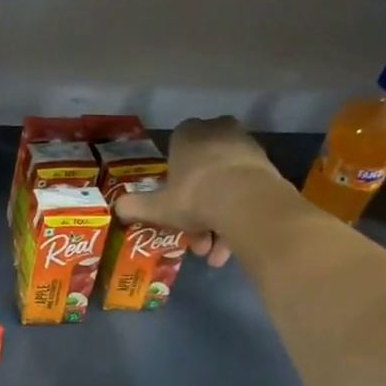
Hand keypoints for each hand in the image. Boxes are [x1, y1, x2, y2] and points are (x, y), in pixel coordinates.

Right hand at [114, 117, 288, 266]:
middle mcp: (217, 132)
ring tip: (214, 253)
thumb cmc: (194, 196)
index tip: (173, 205)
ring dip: (218, 220)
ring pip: (225, 186)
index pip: (175, 150)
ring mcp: (246, 147)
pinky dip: (238, 217)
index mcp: (188, 133)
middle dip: (198, 209)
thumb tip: (116, 209)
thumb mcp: (156, 206)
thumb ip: (134, 206)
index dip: (173, 181)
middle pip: (203, 173)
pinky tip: (233, 247)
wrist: (247, 202)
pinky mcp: (268, 167)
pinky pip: (246, 193)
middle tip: (195, 238)